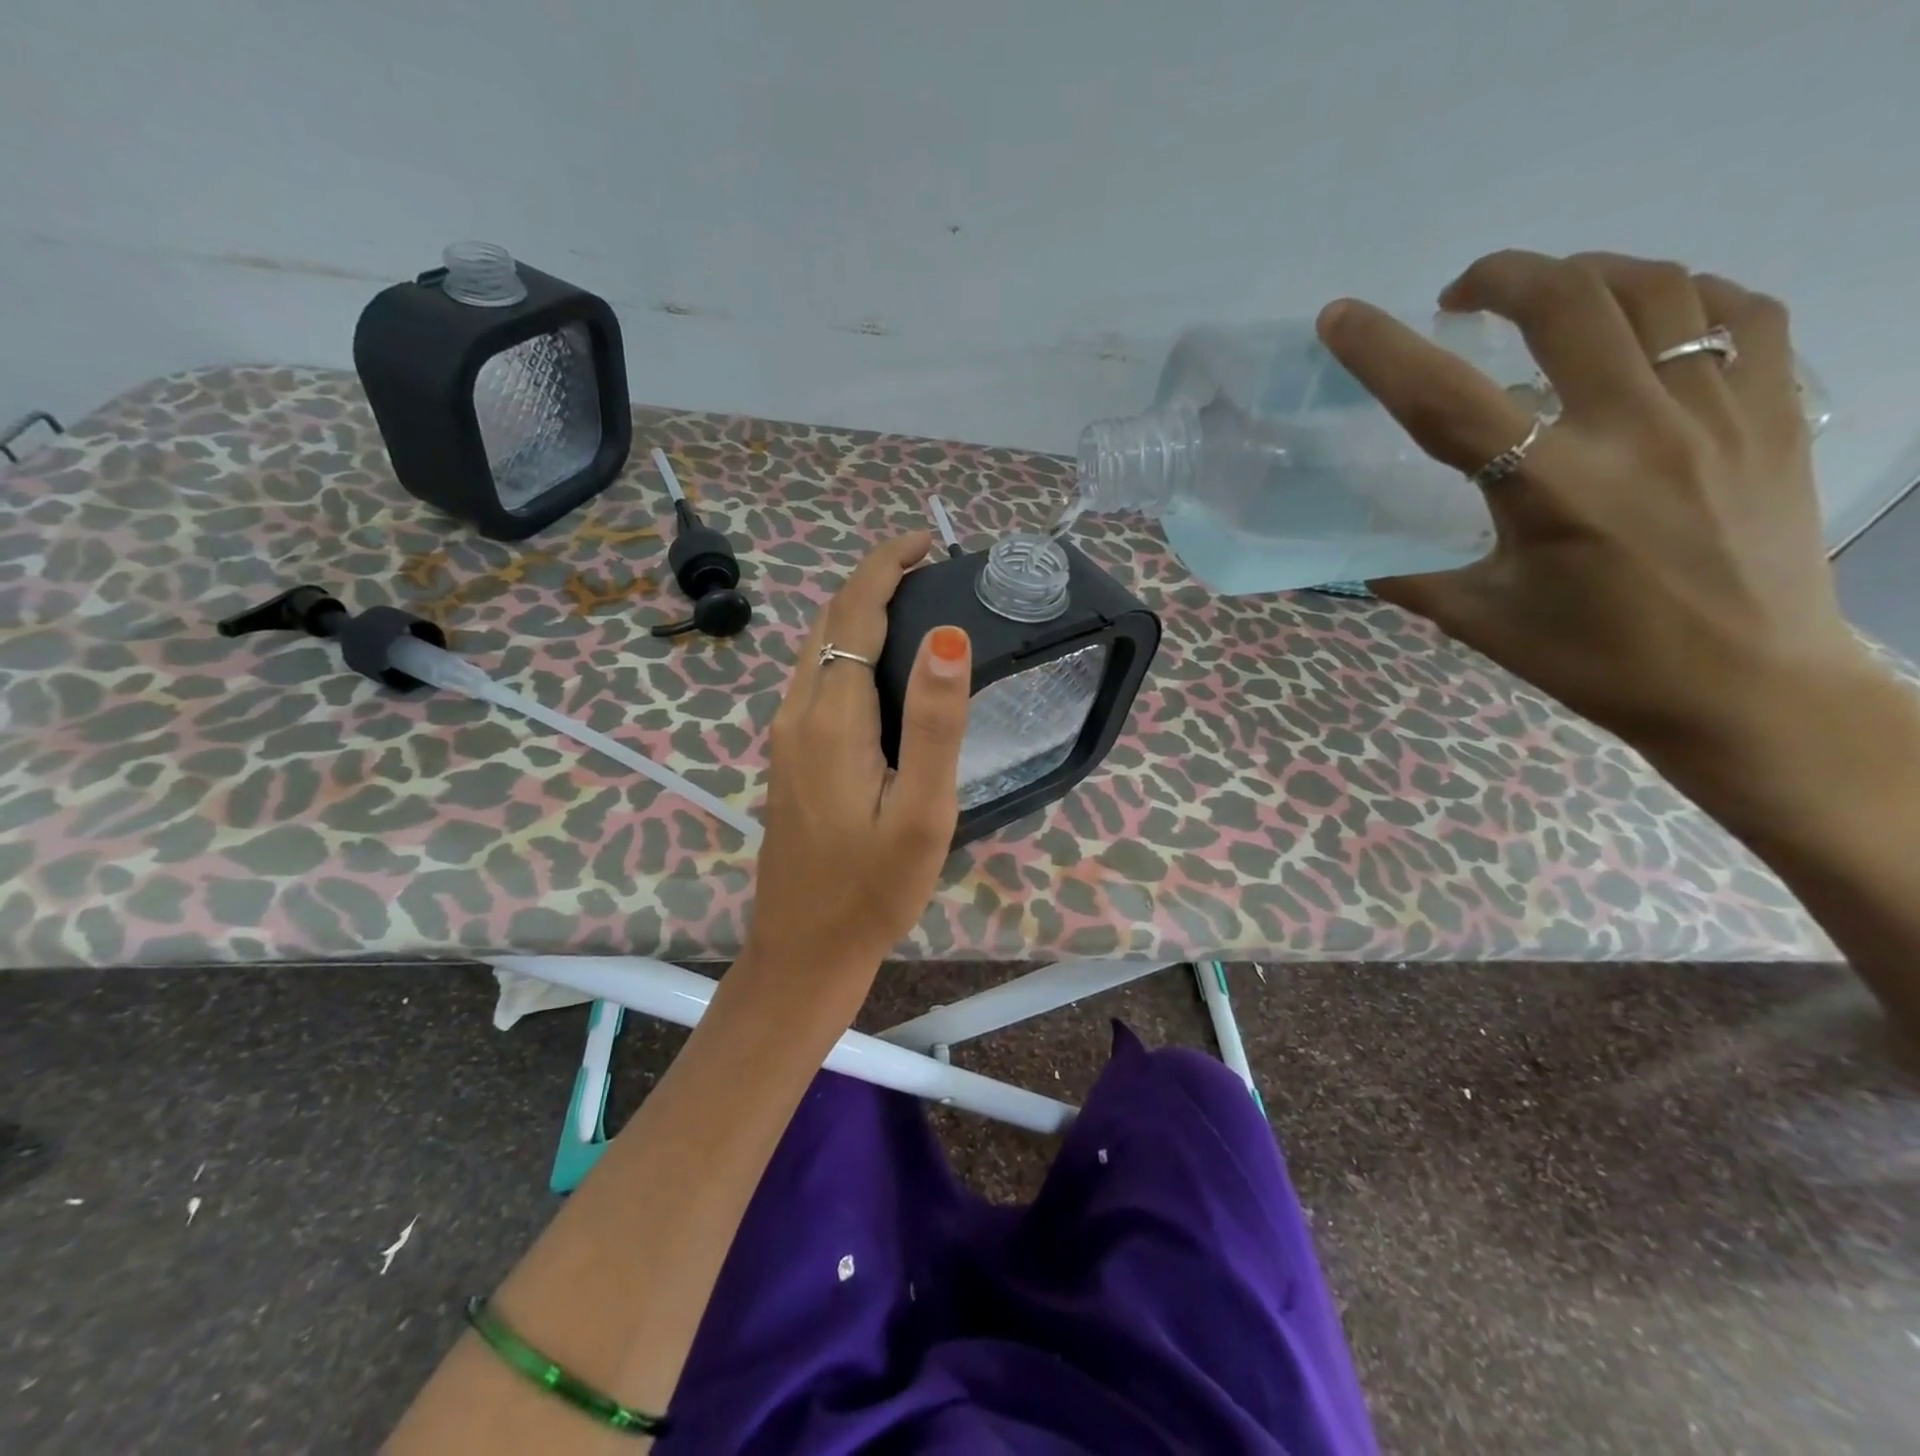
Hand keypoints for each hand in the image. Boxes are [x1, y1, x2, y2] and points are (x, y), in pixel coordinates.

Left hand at [744, 533, 971, 983]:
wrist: (805, 949)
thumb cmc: (874, 888)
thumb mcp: (923, 811)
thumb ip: (935, 723)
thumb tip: (946, 636)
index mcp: (832, 716)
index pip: (853, 611)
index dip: (886, 565)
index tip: (927, 543)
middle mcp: (799, 711)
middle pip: (830, 620)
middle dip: (874, 580)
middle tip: (932, 571)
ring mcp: (786, 735)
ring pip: (818, 647)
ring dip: (858, 612)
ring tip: (915, 606)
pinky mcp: (789, 756)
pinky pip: (816, 678)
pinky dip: (847, 647)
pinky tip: (881, 668)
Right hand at [1316, 249, 1882, 775]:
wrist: (1747, 688)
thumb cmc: (1598, 661)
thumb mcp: (1482, 622)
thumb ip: (1411, 578)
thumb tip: (1359, 556)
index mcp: (1550, 491)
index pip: (1444, 401)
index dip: (1382, 351)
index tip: (1339, 316)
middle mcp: (1636, 430)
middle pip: (1563, 301)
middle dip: (1498, 277)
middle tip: (1460, 298)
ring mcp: (1719, 409)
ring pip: (1653, 286)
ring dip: (1582, 273)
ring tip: (1547, 298)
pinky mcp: (1776, 409)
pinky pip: (1736, 310)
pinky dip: (1680, 294)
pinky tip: (1646, 319)